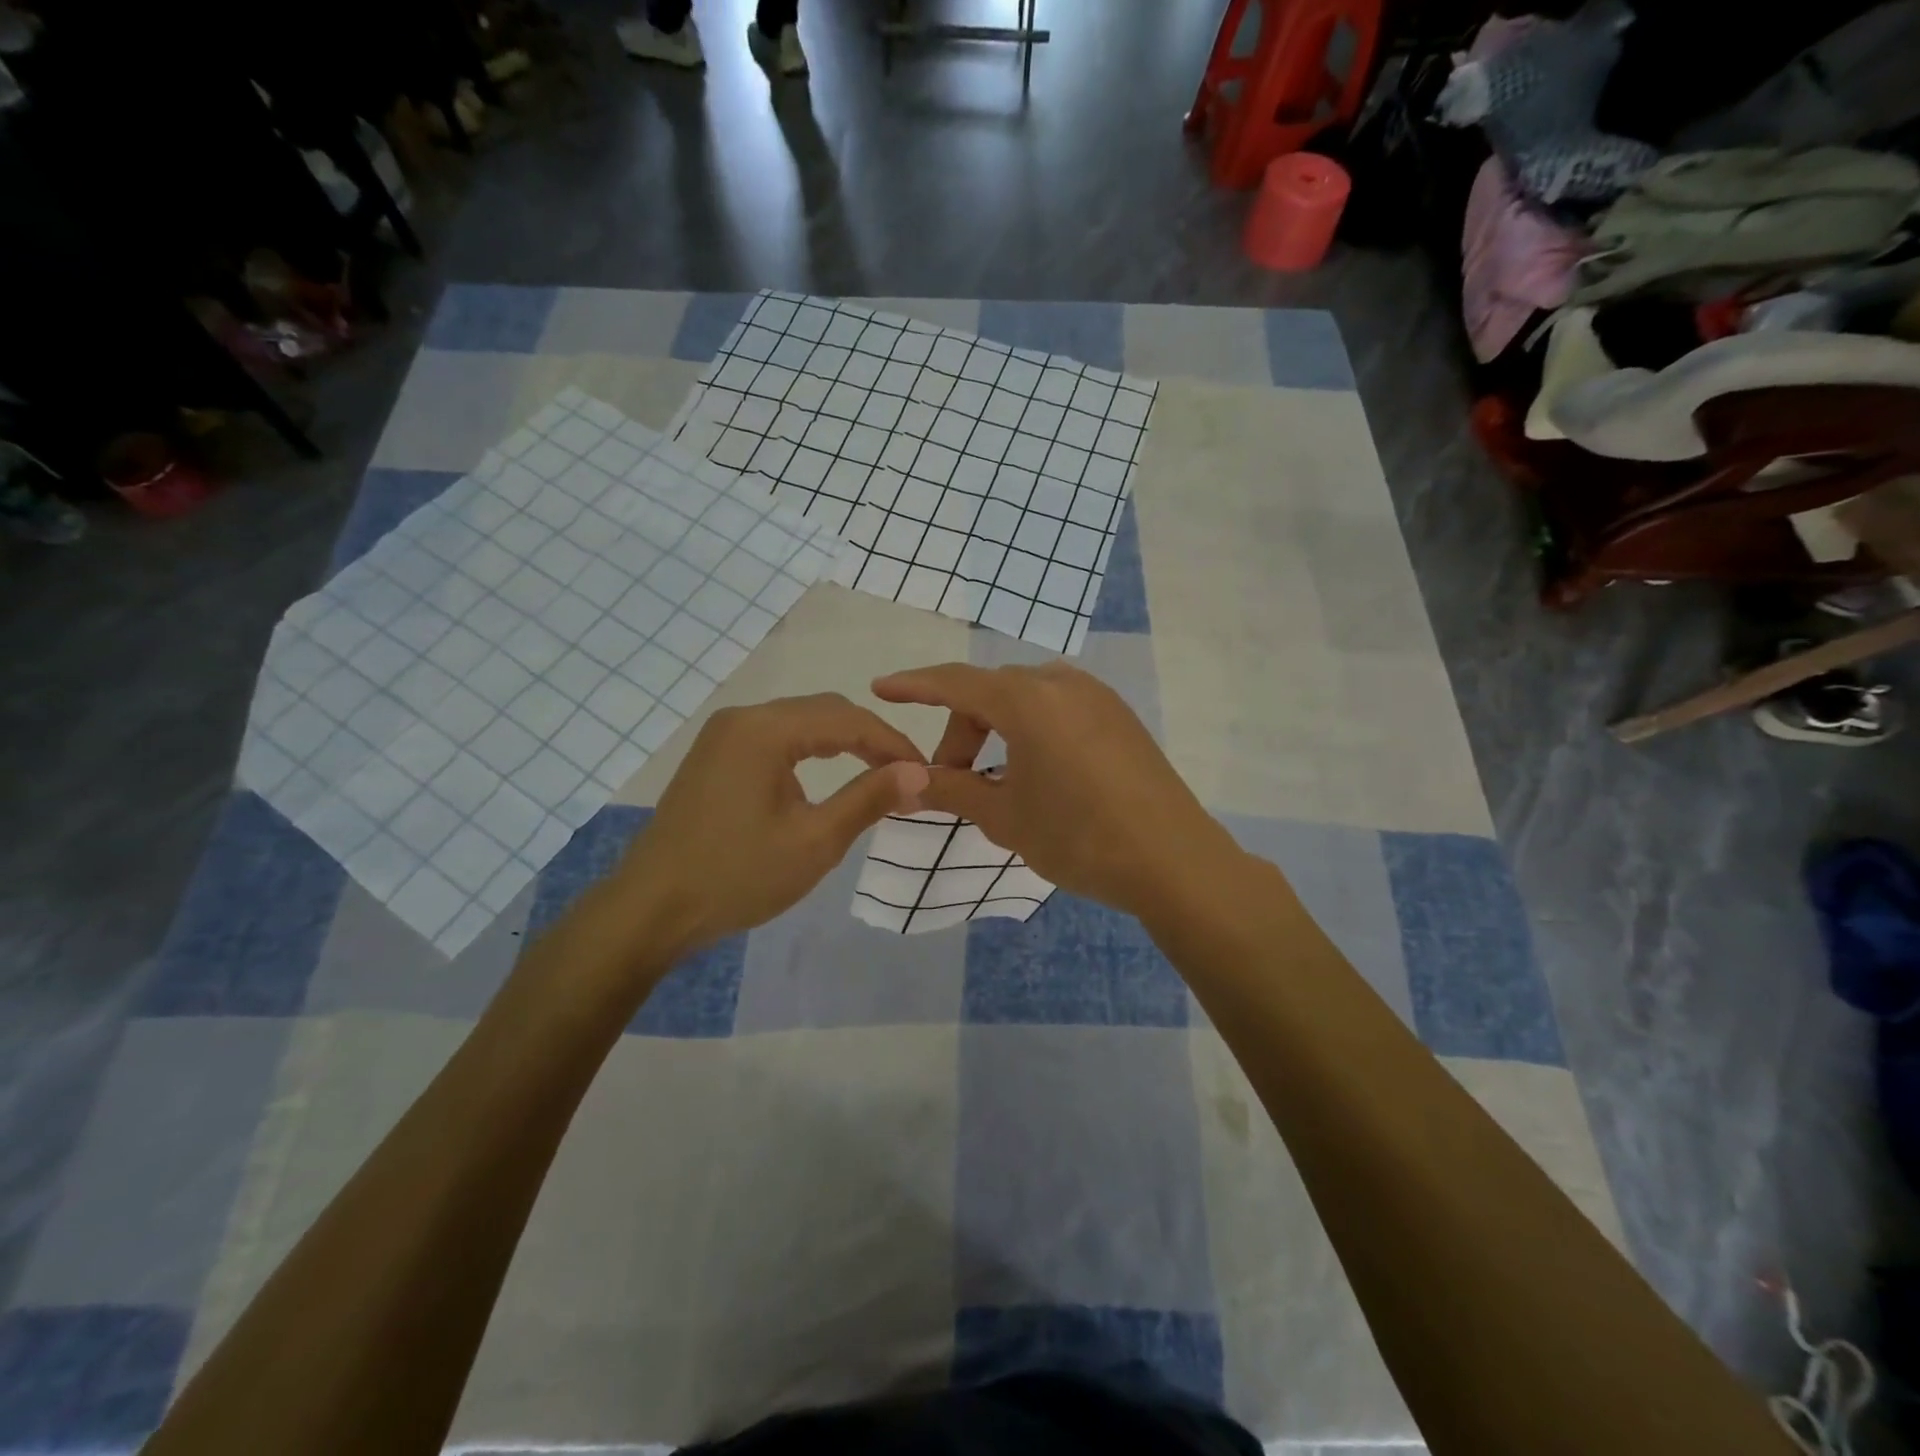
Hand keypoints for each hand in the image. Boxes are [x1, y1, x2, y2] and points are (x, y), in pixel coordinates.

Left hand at [616, 693, 929, 956]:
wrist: (652, 909)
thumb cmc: (737, 876)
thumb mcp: (814, 842)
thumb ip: (869, 799)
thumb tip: (920, 772)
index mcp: (765, 730)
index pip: (848, 720)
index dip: (893, 743)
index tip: (926, 773)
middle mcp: (743, 718)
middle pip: (824, 712)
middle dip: (870, 739)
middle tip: (904, 775)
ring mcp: (724, 735)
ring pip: (800, 723)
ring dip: (841, 743)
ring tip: (875, 775)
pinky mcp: (715, 755)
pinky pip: (775, 738)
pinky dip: (809, 752)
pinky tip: (825, 778)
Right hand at [871, 661, 1241, 918]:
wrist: (1172, 859)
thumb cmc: (1077, 837)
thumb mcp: (1003, 816)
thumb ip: (950, 789)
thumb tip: (904, 781)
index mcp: (1027, 700)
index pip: (955, 682)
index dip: (914, 685)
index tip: (881, 688)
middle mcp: (1061, 683)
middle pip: (991, 692)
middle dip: (962, 729)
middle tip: (951, 779)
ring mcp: (1096, 695)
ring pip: (1026, 697)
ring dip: (997, 727)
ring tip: (994, 776)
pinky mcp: (1119, 714)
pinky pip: (1058, 706)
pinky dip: (1031, 727)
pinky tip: (1036, 770)